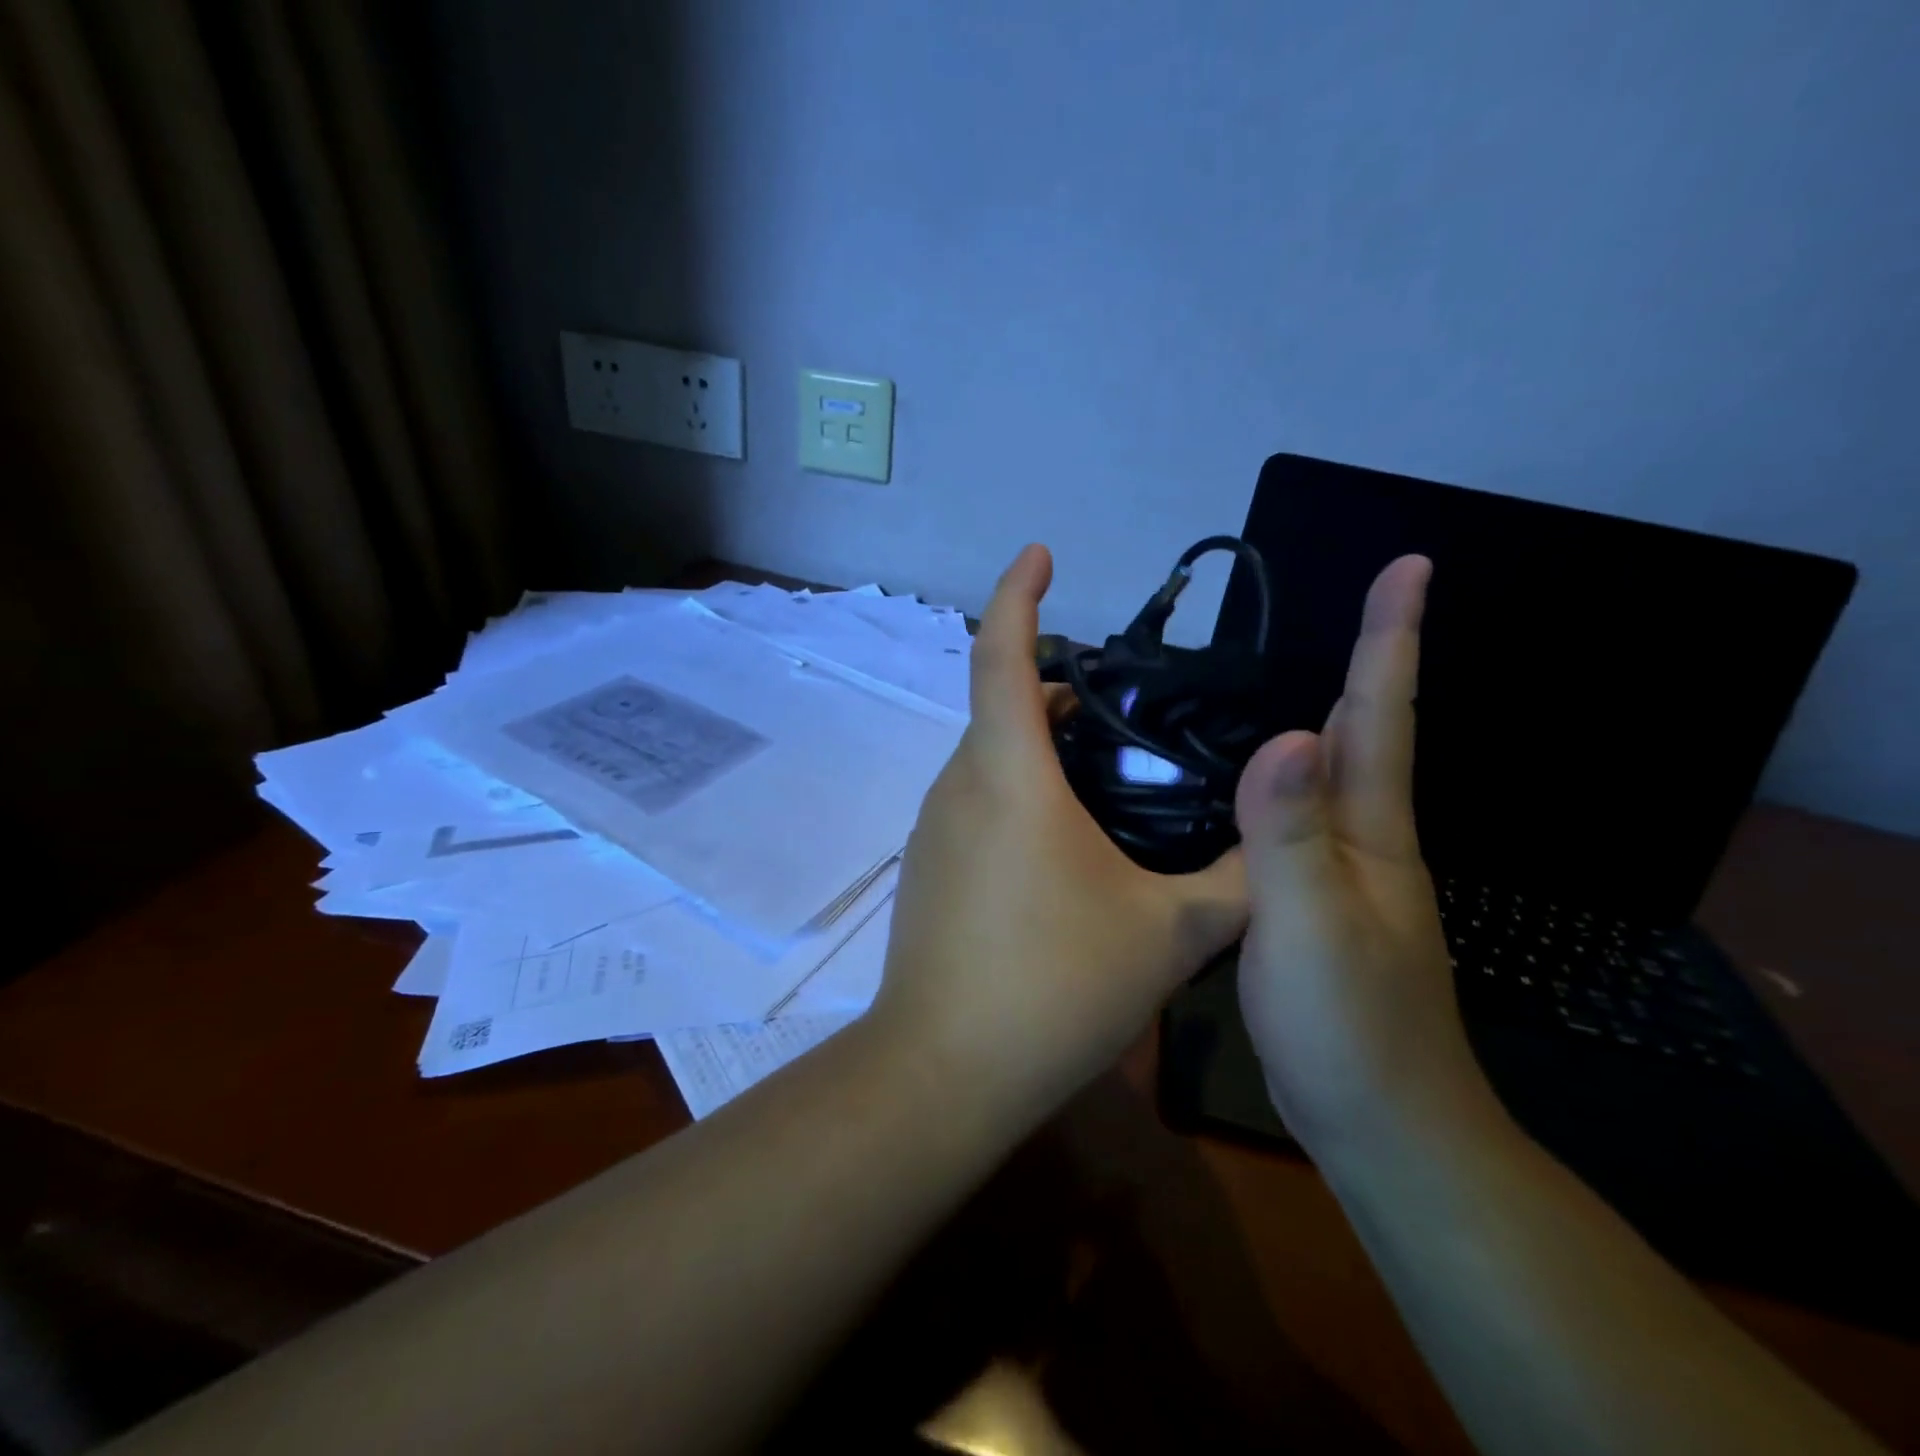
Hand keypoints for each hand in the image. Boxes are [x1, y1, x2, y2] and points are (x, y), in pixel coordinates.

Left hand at [873, 544, 1247, 1126]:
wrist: (943, 1071)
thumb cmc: (1052, 987)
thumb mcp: (1167, 934)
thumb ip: (1235, 881)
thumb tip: (1281, 840)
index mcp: (1008, 772)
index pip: (1001, 653)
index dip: (1018, 592)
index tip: (1041, 554)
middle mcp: (960, 784)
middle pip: (1005, 705)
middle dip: (1062, 688)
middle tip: (1132, 710)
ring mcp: (936, 827)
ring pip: (993, 757)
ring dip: (1044, 746)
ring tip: (1114, 777)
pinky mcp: (930, 867)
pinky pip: (979, 801)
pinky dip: (1022, 792)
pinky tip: (1070, 846)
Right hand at [1234, 556, 1495, 1154]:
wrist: (1379, 1124)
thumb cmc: (1348, 1026)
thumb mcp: (1310, 926)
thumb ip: (1292, 835)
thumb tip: (1286, 734)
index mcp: (1370, 830)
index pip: (1381, 715)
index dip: (1391, 639)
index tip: (1409, 566)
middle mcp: (1364, 838)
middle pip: (1366, 732)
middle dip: (1366, 659)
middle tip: (1350, 599)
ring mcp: (1341, 872)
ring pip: (1329, 773)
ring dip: (1321, 713)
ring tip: (1282, 671)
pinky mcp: (1310, 901)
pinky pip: (1296, 816)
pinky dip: (1279, 777)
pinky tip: (1245, 778)